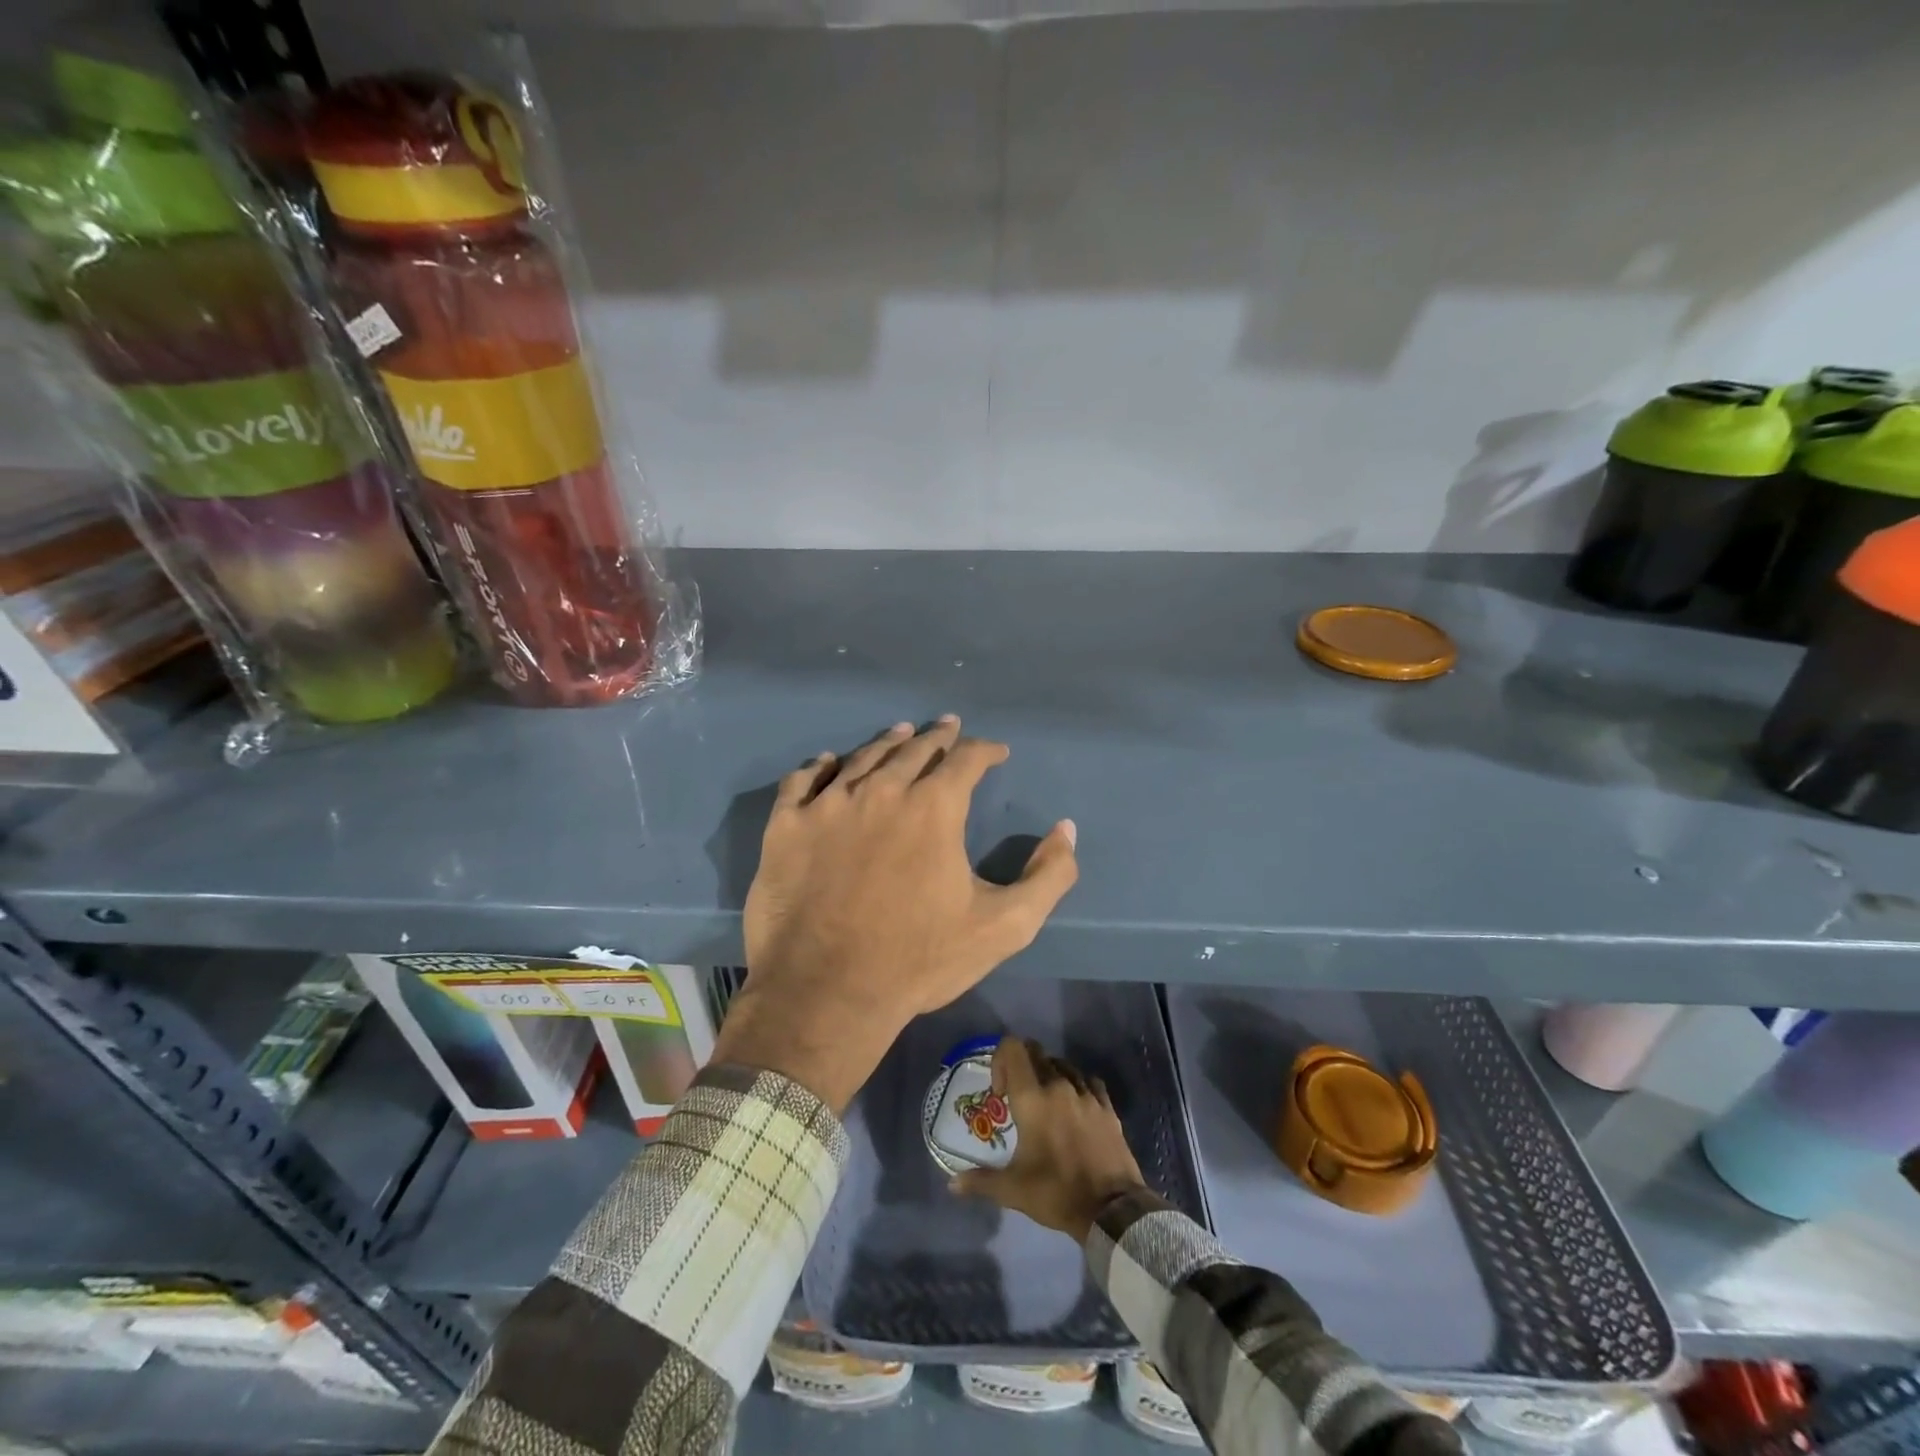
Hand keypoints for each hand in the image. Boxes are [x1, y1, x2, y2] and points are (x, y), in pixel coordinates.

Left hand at [715, 716, 1078, 1111]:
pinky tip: (827, 762)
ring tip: (900, 733)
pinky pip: (802, 780)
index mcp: (934, 807)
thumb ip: (1048, 875)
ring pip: (862, 757)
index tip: (996, 751)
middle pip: (914, 749)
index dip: (985, 750)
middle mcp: (881, 790)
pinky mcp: (786, 826)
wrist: (826, 993)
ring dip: (887, 742)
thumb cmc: (919, 960)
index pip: (966, 759)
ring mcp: (827, 805)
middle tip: (948, 727)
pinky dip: (819, 766)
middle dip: (938, 737)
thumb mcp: (1005, 926)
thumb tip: (1065, 829)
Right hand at [948, 1037, 1146, 1241]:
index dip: (1001, 1060)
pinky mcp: (1107, 1107)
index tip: (1001, 1093)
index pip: (1013, 1048)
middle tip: (1018, 1098)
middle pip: (1037, 1052)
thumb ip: (981, 1181)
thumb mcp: (1013, 1190)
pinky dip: (1078, 1086)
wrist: (1111, 1210)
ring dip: (1049, 1075)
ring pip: (1062, 1065)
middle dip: (1023, 1067)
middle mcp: (1058, 1086)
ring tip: (1046, 1104)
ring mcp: (1086, 1094)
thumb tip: (952, 1184)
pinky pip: (1089, 1081)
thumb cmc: (1056, 1192)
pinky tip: (1075, 1107)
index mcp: (1032, 1098)